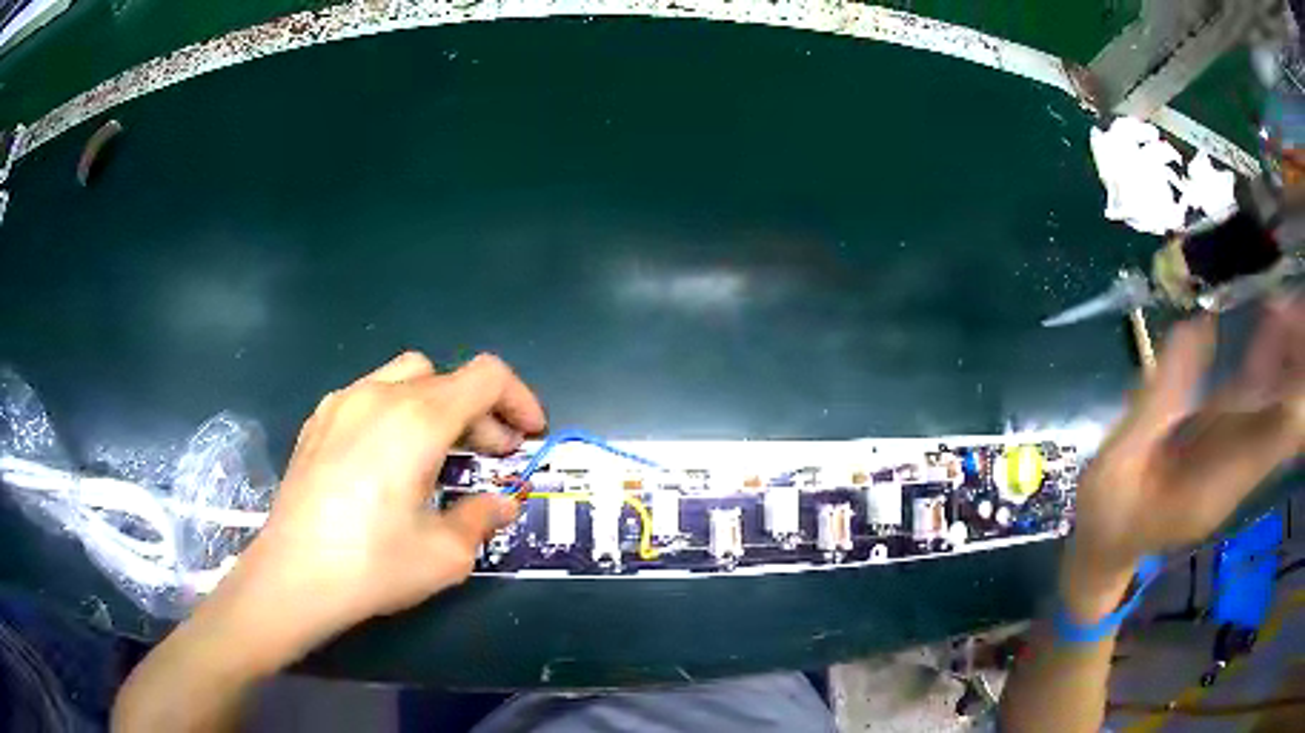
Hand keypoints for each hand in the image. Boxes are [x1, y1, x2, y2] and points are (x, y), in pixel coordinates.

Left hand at [220, 352, 545, 658]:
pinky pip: (369, 394)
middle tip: (494, 457)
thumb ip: (481, 518)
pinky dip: (397, 411)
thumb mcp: (445, 554)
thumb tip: (501, 504)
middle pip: (449, 377)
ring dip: (438, 405)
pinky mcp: (317, 419)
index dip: (520, 399)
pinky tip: (388, 457)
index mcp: (418, 418)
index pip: (486, 376)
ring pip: (407, 377)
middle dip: (482, 413)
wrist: (293, 575)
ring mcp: (342, 402)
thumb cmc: (373, 565)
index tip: (530, 436)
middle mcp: (380, 394)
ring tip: (439, 452)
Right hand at [1063, 298, 1304, 617]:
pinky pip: (1261, 406)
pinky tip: (1270, 326)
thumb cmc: (1107, 512)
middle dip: (1295, 367)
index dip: (1294, 395)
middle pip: (1285, 424)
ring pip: (1278, 411)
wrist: (1108, 546)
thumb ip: (1160, 398)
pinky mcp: (1229, 447)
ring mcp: (1236, 461)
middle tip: (1293, 304)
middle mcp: (1237, 475)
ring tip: (1284, 303)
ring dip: (1286, 361)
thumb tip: (1198, 326)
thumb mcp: (1121, 458)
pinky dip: (1270, 367)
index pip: (1274, 444)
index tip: (1296, 336)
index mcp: (1215, 486)